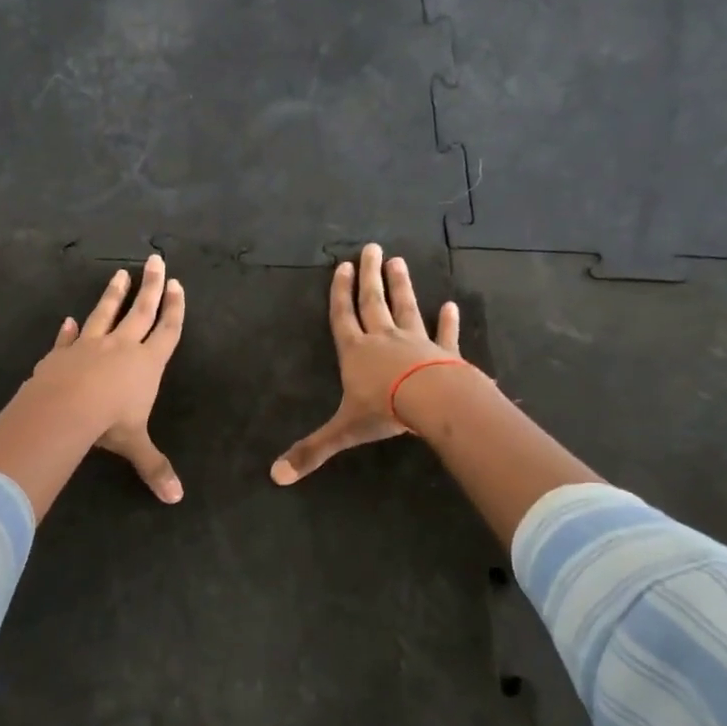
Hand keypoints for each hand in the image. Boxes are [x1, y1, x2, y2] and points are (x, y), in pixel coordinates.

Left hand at [31, 254, 186, 501]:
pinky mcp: (62, 353)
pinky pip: (67, 338)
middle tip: (155, 259)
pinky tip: (68, 319)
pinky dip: (68, 330)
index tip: (176, 284)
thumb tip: (176, 499)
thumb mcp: (135, 445)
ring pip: (104, 313)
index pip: (167, 330)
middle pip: (140, 310)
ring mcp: (89, 345)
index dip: (174, 309)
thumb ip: (155, 467)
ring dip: (113, 293)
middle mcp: (121, 346)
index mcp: (146, 363)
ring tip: (119, 272)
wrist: (64, 409)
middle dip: (150, 285)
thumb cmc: (109, 422)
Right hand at [271, 243, 466, 485]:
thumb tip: (275, 476)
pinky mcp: (443, 353)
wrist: (432, 403)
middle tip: (371, 249)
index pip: (342, 317)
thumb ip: (312, 450)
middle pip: (373, 302)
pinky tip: (451, 306)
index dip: (339, 293)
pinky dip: (448, 321)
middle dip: (369, 276)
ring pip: (406, 308)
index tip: (341, 266)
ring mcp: (416, 342)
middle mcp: (383, 339)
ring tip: (398, 261)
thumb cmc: (384, 410)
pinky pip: (445, 334)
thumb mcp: (343, 431)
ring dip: (401, 286)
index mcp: (355, 352)